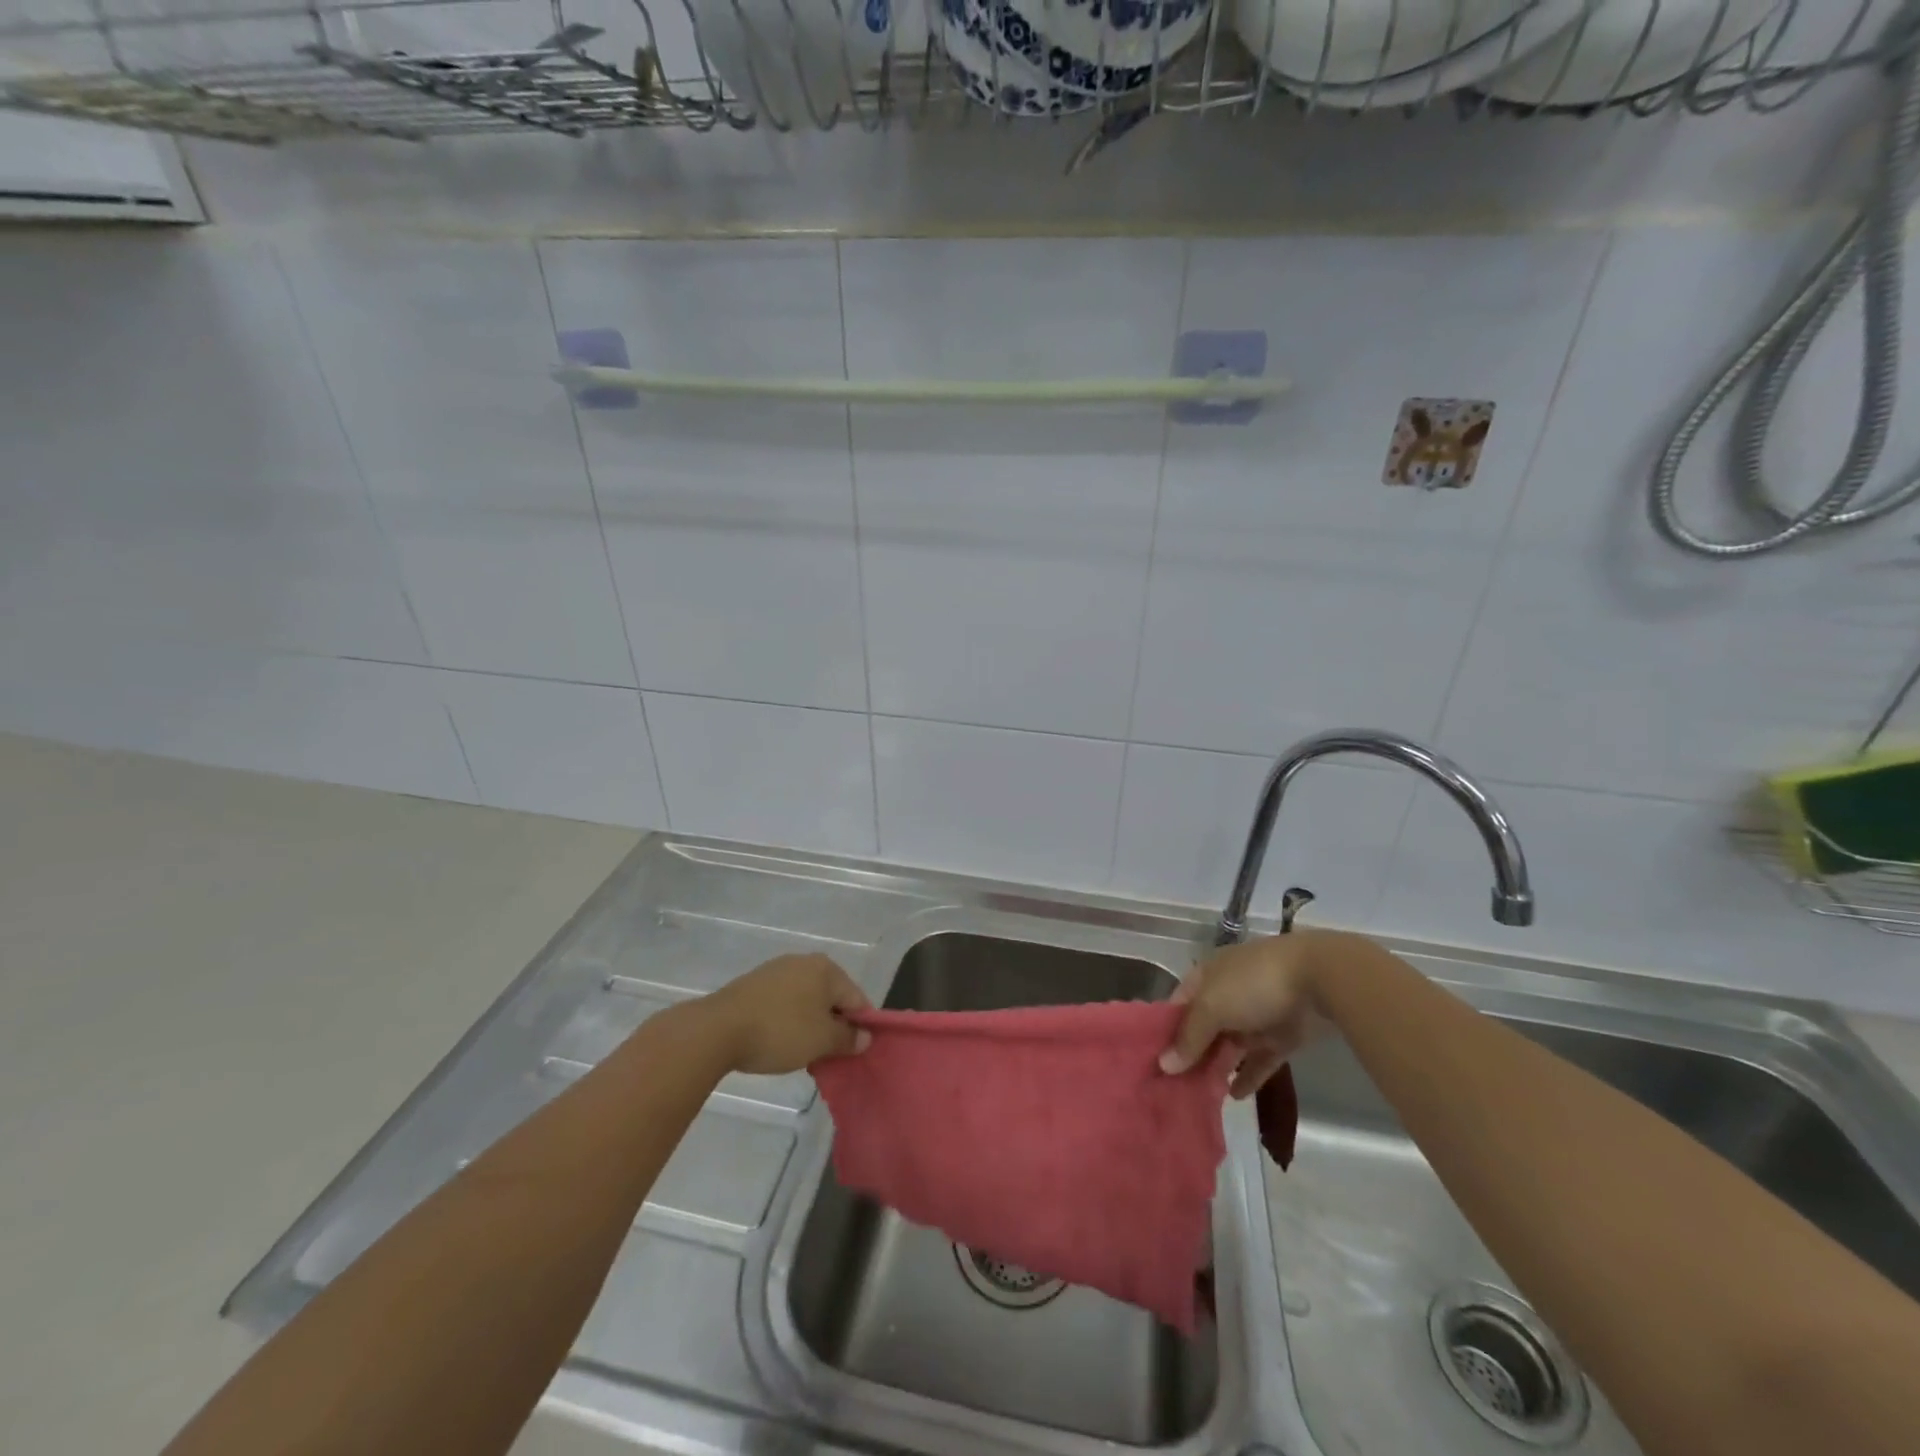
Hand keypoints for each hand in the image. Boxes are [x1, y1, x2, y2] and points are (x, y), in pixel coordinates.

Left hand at [699, 953, 872, 1075]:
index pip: (856, 998)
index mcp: (826, 968)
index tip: (854, 1053)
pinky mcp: (754, 984)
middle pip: (831, 997)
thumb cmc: (780, 1031)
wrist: (717, 1030)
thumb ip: (848, 1038)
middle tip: (828, 1056)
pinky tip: (779, 1041)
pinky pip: (784, 1003)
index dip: (860, 1027)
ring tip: (803, 1053)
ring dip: (810, 1025)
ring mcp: (776, 971)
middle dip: (833, 1026)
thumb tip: (864, 1036)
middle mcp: (804, 961)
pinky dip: (788, 1021)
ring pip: (806, 1001)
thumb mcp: (821, 1040)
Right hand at [1159, 930, 1337, 1097]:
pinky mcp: (1281, 1037)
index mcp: (1207, 976)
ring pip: (1230, 1046)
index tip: (1153, 1062)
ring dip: (1217, 1067)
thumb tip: (1164, 1065)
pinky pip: (1259, 1060)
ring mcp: (1256, 1016)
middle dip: (1191, 1054)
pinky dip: (1247, 1076)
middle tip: (1173, 1087)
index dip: (1165, 1030)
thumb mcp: (1212, 1006)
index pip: (1178, 1005)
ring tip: (1199, 1096)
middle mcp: (1228, 994)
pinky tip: (1234, 1096)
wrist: (1320, 980)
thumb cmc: (1254, 985)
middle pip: (1203, 1028)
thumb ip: (1189, 1037)